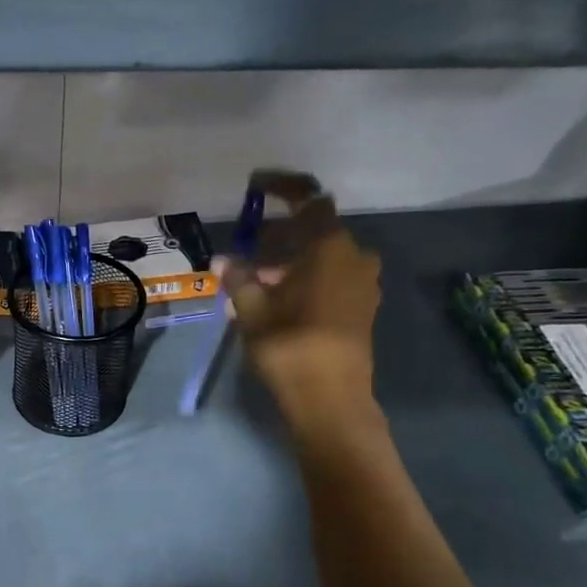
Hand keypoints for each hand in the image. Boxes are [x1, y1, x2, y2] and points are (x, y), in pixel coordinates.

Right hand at [222, 171, 383, 448]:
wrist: (330, 400)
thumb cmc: (290, 346)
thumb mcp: (253, 310)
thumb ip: (239, 278)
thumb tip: (223, 260)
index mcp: (330, 247)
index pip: (308, 199)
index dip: (282, 187)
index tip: (255, 185)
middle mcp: (355, 256)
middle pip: (314, 230)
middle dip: (279, 235)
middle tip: (245, 250)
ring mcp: (363, 283)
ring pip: (322, 256)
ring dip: (291, 259)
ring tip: (255, 279)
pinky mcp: (362, 307)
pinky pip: (332, 277)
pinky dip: (306, 277)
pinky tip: (278, 298)